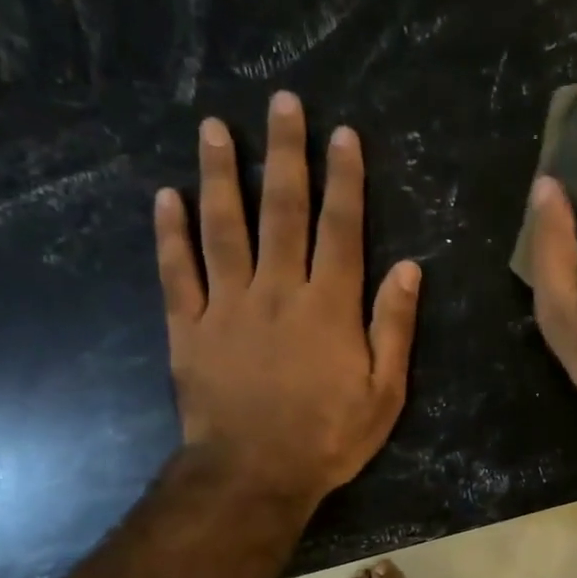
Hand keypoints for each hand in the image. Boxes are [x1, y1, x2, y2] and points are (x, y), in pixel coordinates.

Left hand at [155, 93, 420, 508]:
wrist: (255, 474)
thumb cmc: (329, 438)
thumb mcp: (384, 393)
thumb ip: (394, 328)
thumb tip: (409, 269)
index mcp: (329, 306)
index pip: (341, 229)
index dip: (344, 180)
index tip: (342, 135)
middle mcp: (277, 290)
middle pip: (282, 211)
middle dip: (285, 154)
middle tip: (282, 103)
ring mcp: (227, 306)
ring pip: (223, 228)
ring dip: (219, 175)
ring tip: (214, 128)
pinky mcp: (189, 328)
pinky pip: (176, 272)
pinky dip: (169, 234)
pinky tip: (166, 197)